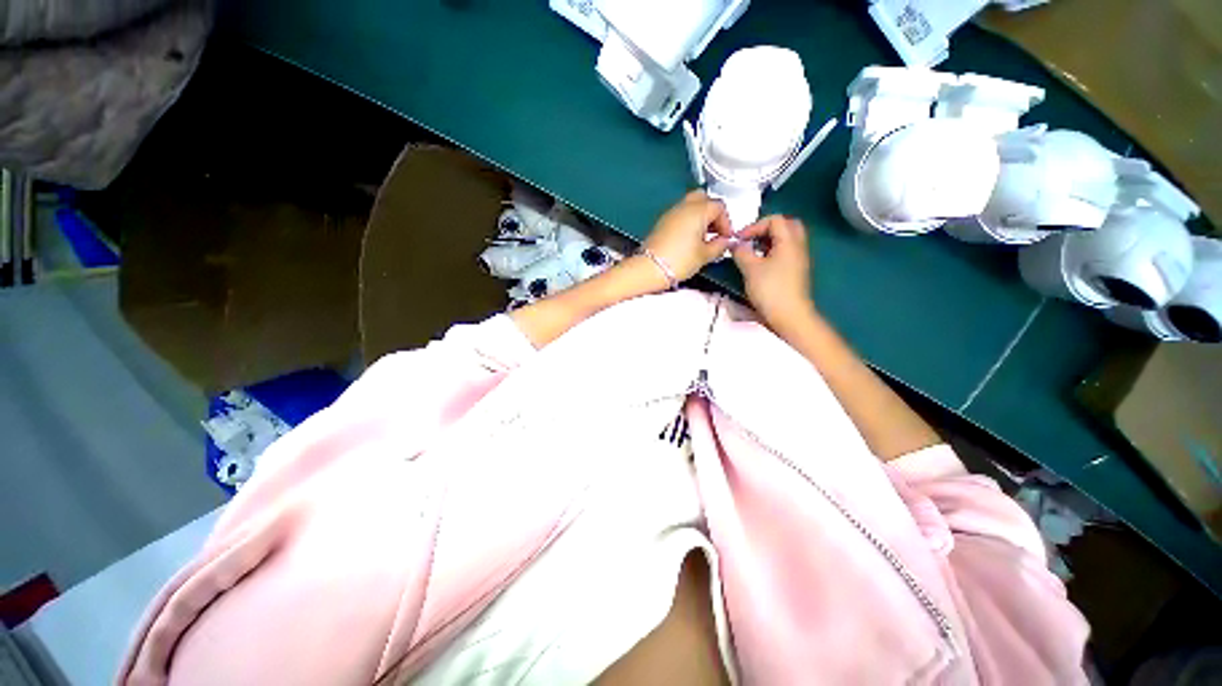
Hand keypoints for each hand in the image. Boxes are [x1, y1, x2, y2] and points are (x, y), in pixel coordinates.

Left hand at [642, 191, 733, 282]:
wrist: (650, 268)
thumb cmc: (678, 260)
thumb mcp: (705, 255)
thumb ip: (719, 246)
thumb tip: (725, 242)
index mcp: (698, 210)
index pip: (719, 207)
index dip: (726, 222)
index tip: (726, 237)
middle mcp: (684, 206)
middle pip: (703, 199)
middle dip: (712, 213)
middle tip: (716, 232)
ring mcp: (671, 213)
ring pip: (690, 206)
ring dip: (700, 217)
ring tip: (703, 238)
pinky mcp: (662, 223)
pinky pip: (679, 215)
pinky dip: (688, 222)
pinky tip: (690, 240)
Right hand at [732, 215, 815, 333]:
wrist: (789, 315)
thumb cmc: (770, 289)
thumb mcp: (750, 269)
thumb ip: (741, 252)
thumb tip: (735, 244)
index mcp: (789, 241)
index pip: (774, 220)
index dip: (754, 226)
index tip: (739, 239)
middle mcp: (798, 246)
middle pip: (786, 226)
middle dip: (766, 229)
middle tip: (750, 239)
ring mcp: (799, 259)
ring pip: (786, 240)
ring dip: (769, 241)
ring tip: (751, 252)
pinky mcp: (795, 271)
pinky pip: (785, 252)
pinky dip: (772, 252)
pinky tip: (759, 264)